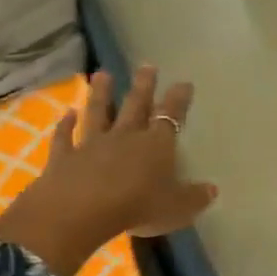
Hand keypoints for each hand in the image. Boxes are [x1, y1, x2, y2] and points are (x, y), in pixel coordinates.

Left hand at [0, 67, 218, 275]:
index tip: (184, 83)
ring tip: (101, 74)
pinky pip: (65, 137)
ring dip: (100, 93)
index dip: (178, 99)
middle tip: (146, 66)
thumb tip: (212, 190)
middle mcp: (124, 136)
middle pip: (135, 105)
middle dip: (143, 85)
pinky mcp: (64, 156)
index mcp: (155, 145)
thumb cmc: (137, 206)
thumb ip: (194, 197)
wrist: (82, 209)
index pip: (170, 116)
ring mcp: (91, 144)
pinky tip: (65, 113)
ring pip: (98, 112)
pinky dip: (64, 124)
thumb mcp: (176, 208)